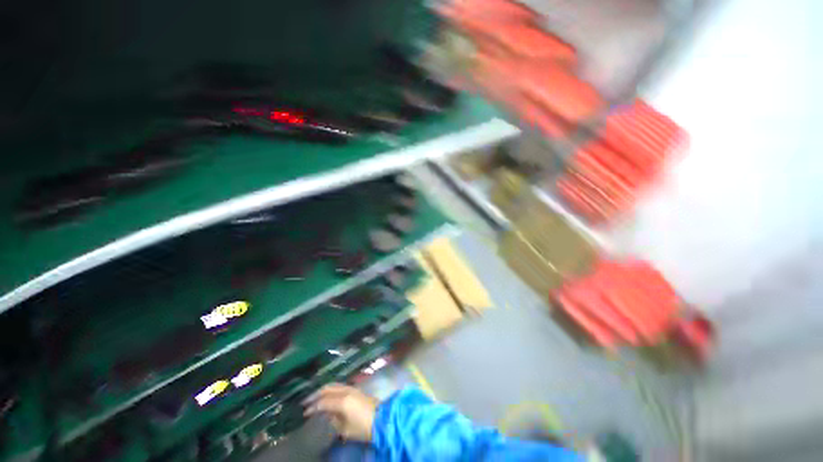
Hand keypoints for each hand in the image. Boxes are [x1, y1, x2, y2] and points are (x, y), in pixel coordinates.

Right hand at [303, 383, 378, 441]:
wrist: (382, 419)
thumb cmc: (363, 427)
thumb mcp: (345, 429)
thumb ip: (334, 420)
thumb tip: (327, 414)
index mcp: (342, 401)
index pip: (323, 402)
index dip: (313, 407)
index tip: (305, 412)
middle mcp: (346, 391)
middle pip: (328, 389)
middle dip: (316, 394)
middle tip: (306, 402)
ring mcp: (352, 388)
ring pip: (334, 385)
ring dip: (323, 391)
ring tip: (315, 398)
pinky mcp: (356, 389)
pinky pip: (339, 386)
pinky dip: (331, 390)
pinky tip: (328, 396)